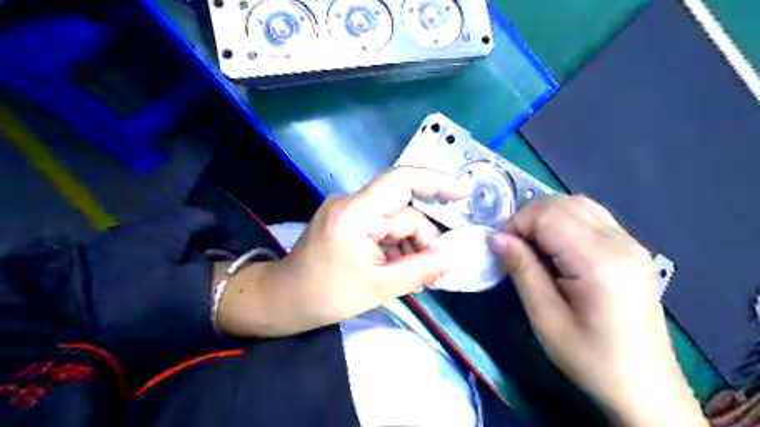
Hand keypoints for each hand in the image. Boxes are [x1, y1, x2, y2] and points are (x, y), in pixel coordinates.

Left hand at [221, 167, 465, 336]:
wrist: (282, 300)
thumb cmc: (325, 296)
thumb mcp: (378, 287)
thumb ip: (419, 270)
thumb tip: (450, 258)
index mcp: (356, 213)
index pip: (401, 181)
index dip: (436, 182)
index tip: (463, 194)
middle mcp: (352, 203)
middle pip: (403, 213)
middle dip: (421, 241)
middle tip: (432, 274)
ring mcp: (348, 211)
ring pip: (395, 222)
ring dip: (408, 247)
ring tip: (413, 278)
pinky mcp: (347, 221)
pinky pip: (381, 228)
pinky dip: (394, 247)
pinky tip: (396, 269)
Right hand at [486, 195, 705, 426]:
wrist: (645, 386)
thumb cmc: (590, 358)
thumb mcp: (545, 319)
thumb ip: (522, 270)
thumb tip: (496, 237)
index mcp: (599, 262)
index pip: (549, 216)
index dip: (517, 223)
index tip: (500, 246)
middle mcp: (620, 243)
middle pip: (564, 204)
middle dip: (529, 217)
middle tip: (513, 245)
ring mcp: (631, 243)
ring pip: (578, 204)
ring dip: (546, 215)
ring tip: (531, 244)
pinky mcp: (632, 249)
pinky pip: (592, 216)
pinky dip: (565, 220)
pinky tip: (556, 245)